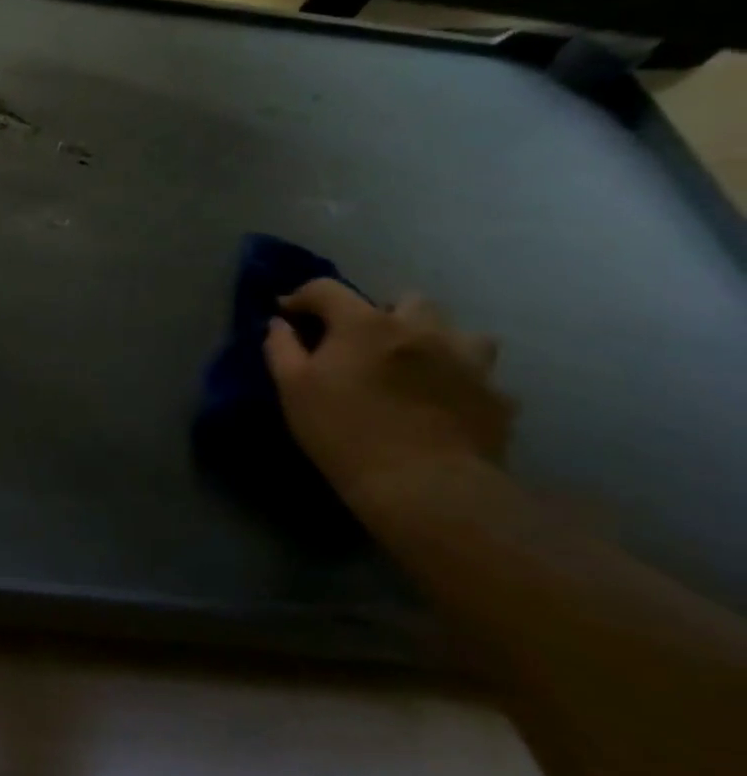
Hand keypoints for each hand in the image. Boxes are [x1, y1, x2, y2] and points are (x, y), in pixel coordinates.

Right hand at [264, 280, 516, 509]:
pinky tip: (445, 404)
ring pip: (458, 331)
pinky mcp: (496, 395)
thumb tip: (279, 324)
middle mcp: (421, 329)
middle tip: (363, 344)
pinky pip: (480, 376)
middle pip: (405, 300)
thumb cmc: (343, 432)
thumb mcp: (293, 389)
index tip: (288, 315)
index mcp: (366, 324)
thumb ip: (282, 348)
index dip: (302, 297)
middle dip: (382, 313)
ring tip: (417, 366)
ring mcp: (467, 360)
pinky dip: (460, 382)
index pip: (327, 289)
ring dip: (434, 341)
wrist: (423, 486)